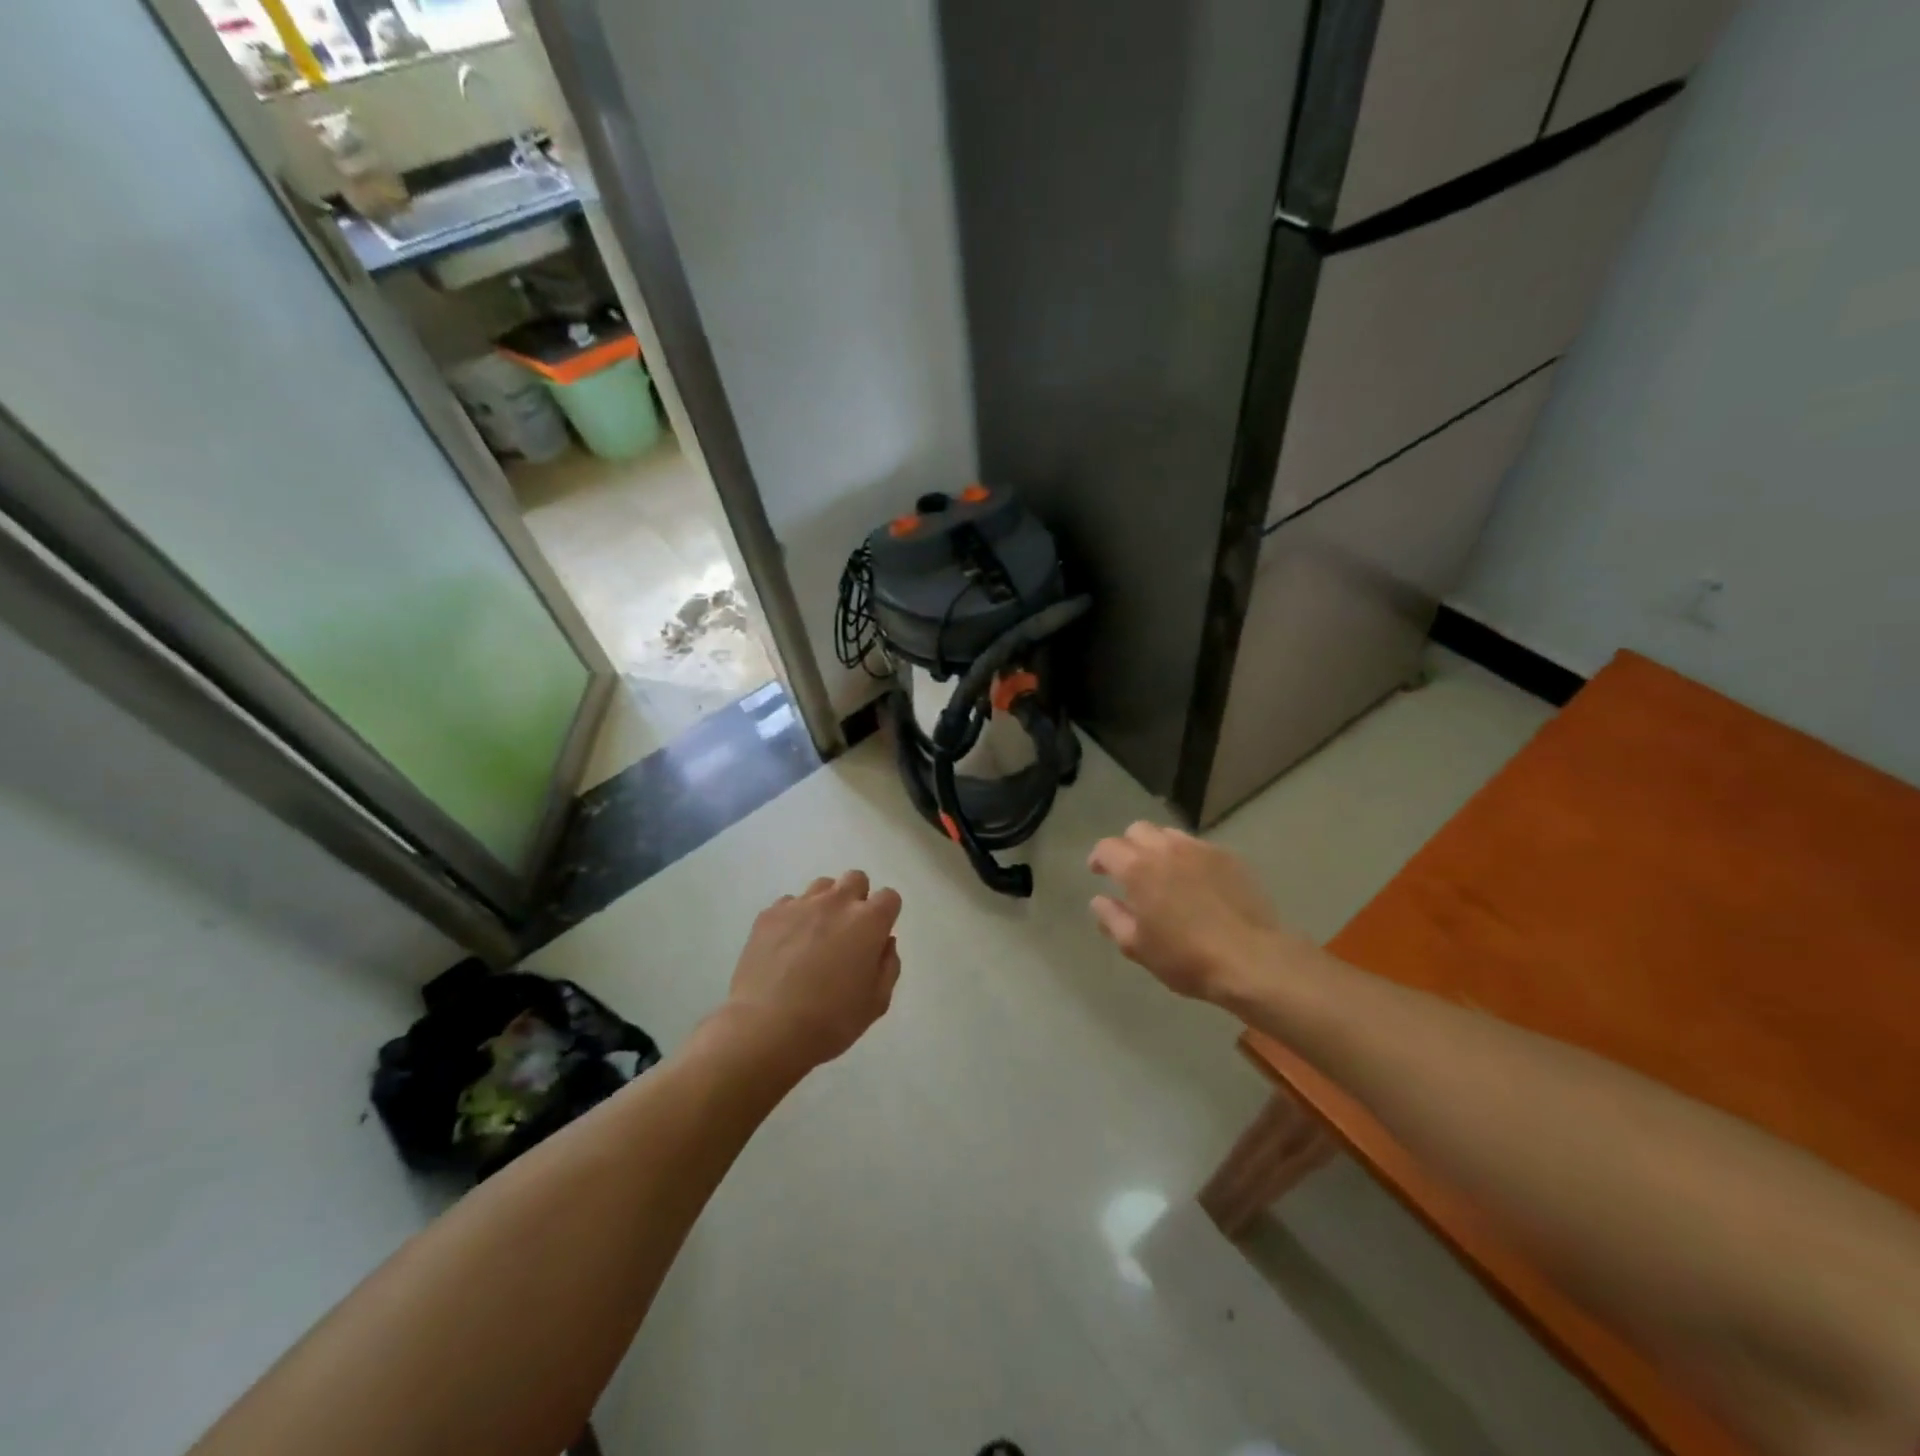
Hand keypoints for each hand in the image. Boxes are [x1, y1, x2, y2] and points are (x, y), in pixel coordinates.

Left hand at [722, 871, 902, 1069]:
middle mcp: (836, 902)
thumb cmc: (830, 1021)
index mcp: (868, 922)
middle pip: (855, 879)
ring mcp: (800, 904)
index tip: (877, 937)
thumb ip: (888, 966)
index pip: (889, 897)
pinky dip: (794, 917)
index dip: (886, 915)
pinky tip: (786, 946)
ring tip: (815, 936)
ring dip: (826, 904)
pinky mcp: (769, 914)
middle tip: (848, 932)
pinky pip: (789, 903)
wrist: (766, 1028)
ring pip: (822, 886)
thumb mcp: (876, 1003)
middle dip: (857, 898)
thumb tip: (884, 943)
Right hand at [1088, 822, 1309, 1003]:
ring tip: (1163, 873)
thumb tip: (1099, 900)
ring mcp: (1201, 850)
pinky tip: (1195, 881)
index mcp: (1138, 868)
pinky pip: (1199, 847)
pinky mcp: (1229, 858)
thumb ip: (1112, 918)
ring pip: (1169, 834)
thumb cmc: (1186, 957)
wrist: (1252, 959)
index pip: (1107, 847)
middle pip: (1138, 830)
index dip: (1099, 858)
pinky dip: (1188, 857)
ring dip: (1158, 847)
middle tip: (1130, 871)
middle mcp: (1166, 849)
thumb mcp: (1137, 947)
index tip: (1098, 872)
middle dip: (1128, 845)